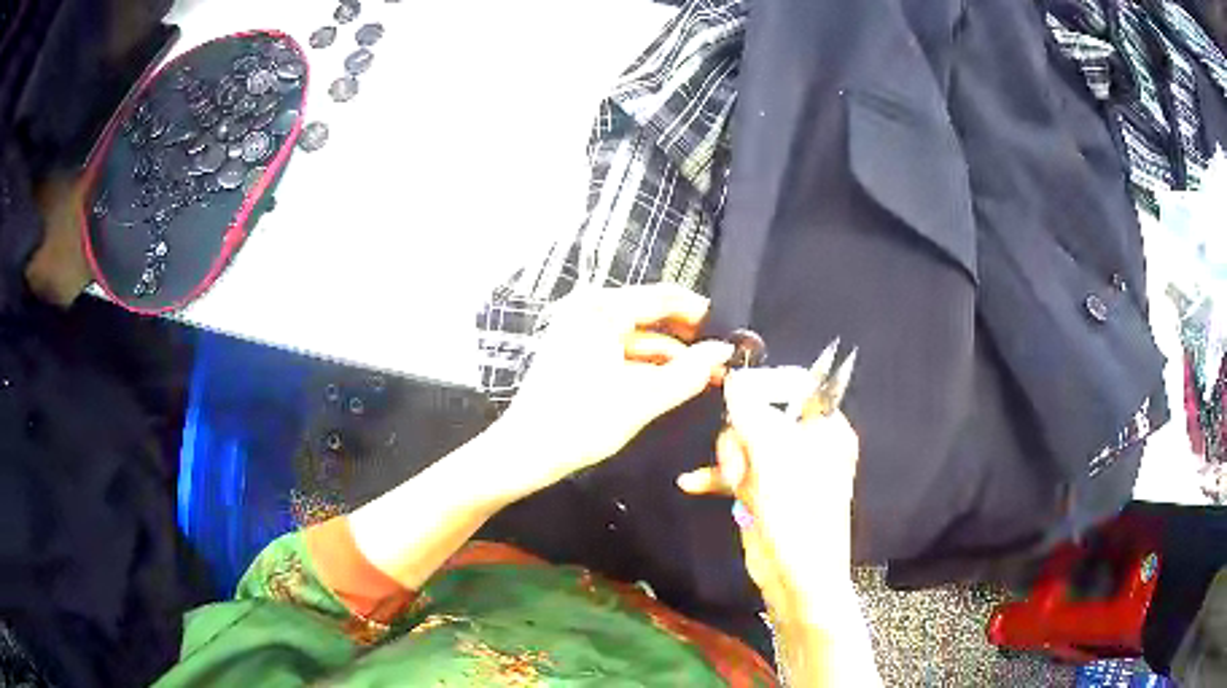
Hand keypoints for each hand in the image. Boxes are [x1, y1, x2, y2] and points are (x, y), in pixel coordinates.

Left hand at [493, 284, 733, 500]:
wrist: (524, 453)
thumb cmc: (580, 422)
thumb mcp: (642, 399)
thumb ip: (688, 372)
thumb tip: (723, 351)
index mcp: (602, 309)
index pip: (664, 296)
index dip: (701, 313)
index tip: (729, 333)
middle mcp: (589, 309)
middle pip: (651, 314)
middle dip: (687, 338)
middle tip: (719, 359)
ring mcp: (579, 330)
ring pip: (638, 335)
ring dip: (670, 355)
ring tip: (704, 376)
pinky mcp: (576, 352)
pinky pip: (621, 349)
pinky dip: (647, 364)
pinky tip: (671, 382)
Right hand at [677, 366, 861, 614]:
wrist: (797, 579)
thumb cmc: (798, 515)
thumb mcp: (775, 460)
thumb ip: (752, 416)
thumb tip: (734, 380)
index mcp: (825, 429)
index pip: (797, 386)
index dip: (766, 385)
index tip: (736, 392)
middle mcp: (806, 443)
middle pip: (761, 413)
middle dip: (741, 434)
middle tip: (739, 460)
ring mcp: (782, 469)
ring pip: (744, 442)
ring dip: (728, 459)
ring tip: (727, 481)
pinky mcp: (762, 491)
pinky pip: (734, 472)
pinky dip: (716, 477)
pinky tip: (691, 483)